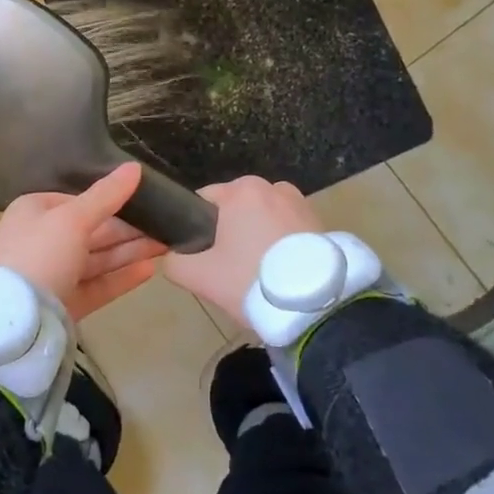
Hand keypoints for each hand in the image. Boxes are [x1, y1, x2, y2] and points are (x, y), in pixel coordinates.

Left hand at [0, 162, 167, 319]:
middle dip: (128, 229)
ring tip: (167, 245)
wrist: (13, 322)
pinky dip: (121, 277)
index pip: (78, 201)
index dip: (112, 200)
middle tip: (167, 224)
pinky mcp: (64, 305)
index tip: (146, 200)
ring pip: (97, 259)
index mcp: (35, 211)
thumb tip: (135, 166)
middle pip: (91, 231)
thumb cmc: (40, 254)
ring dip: (130, 251)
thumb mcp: (73, 218)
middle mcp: (42, 241)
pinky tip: (150, 270)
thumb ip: (106, 195)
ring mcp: (53, 275)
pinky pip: (97, 285)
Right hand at [160, 176, 320, 327]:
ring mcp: (301, 203)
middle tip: (230, 271)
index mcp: (241, 189)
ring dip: (257, 239)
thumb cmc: (251, 280)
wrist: (316, 307)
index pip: (204, 200)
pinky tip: (282, 274)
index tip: (204, 258)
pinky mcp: (322, 223)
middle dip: (230, 234)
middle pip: (236, 210)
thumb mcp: (200, 276)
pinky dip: (281, 246)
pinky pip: (287, 231)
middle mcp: (272, 186)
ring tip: (259, 276)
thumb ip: (174, 262)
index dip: (197, 228)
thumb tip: (171, 256)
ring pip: (263, 220)